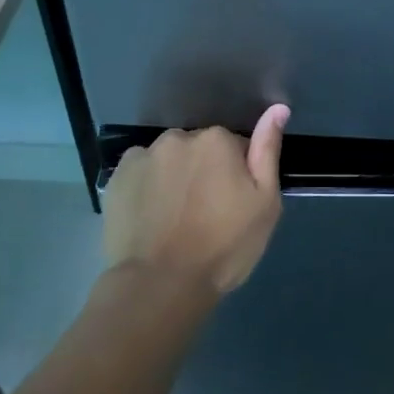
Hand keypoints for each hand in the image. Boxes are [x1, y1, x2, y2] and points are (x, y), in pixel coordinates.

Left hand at [103, 105, 290, 295]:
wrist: (160, 285)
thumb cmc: (223, 246)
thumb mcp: (264, 203)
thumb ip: (267, 151)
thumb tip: (278, 109)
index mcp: (217, 140)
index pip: (235, 147)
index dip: (237, 175)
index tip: (233, 204)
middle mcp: (178, 138)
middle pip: (199, 150)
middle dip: (204, 172)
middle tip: (205, 214)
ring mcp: (143, 156)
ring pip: (168, 160)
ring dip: (174, 177)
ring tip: (174, 219)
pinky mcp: (116, 178)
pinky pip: (140, 174)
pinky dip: (146, 188)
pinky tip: (150, 217)